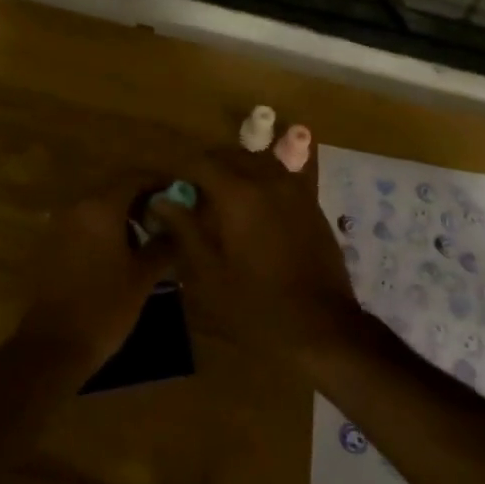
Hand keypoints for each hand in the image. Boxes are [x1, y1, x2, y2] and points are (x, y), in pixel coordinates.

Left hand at [16, 177, 174, 376]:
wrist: (53, 346)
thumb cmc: (104, 307)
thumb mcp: (142, 277)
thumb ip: (163, 244)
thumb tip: (178, 227)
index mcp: (101, 207)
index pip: (135, 178)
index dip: (160, 183)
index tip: (179, 195)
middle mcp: (77, 207)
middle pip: (115, 190)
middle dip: (142, 200)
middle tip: (165, 219)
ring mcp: (59, 225)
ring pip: (98, 208)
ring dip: (122, 216)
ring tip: (145, 240)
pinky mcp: (50, 245)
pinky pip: (83, 226)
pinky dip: (103, 230)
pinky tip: (118, 255)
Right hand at [149, 142, 363, 369]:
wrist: (324, 327)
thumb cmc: (258, 306)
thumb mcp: (210, 275)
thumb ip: (184, 230)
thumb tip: (160, 200)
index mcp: (238, 194)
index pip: (200, 163)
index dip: (178, 168)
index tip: (165, 183)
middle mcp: (267, 180)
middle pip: (229, 156)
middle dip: (206, 167)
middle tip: (190, 192)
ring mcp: (294, 188)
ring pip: (256, 161)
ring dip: (234, 169)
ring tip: (220, 196)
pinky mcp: (311, 202)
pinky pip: (279, 175)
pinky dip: (260, 179)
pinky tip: (254, 203)